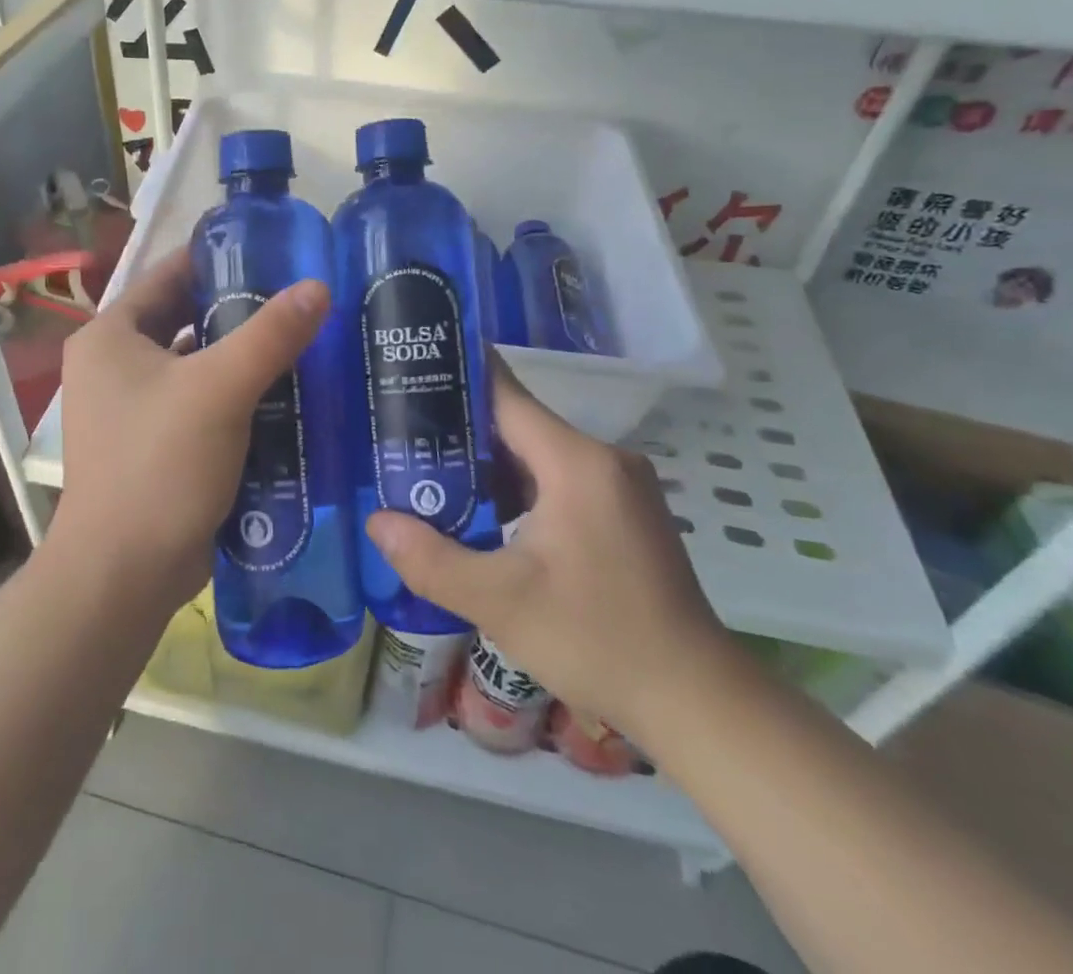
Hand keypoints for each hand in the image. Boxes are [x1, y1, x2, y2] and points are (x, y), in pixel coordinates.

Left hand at [49, 251, 330, 615]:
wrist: (124, 574)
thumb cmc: (160, 465)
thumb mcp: (219, 389)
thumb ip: (270, 334)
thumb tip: (318, 287)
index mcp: (110, 336)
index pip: (169, 275)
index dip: (220, 259)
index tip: (274, 253)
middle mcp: (114, 366)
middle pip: (185, 319)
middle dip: (239, 310)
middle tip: (299, 299)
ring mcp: (132, 409)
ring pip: (197, 364)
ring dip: (242, 356)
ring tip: (303, 341)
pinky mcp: (155, 445)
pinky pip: (201, 403)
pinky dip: (237, 396)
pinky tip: (285, 395)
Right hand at [366, 367, 734, 742]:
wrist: (696, 701)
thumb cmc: (597, 640)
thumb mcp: (500, 602)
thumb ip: (430, 558)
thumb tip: (375, 522)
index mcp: (576, 461)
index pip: (504, 393)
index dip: (455, 378)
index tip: (410, 371)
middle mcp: (602, 458)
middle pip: (518, 423)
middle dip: (459, 429)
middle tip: (401, 437)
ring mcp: (619, 484)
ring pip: (537, 454)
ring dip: (487, 464)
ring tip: (430, 475)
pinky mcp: (624, 511)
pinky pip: (559, 479)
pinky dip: (518, 488)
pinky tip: (484, 515)